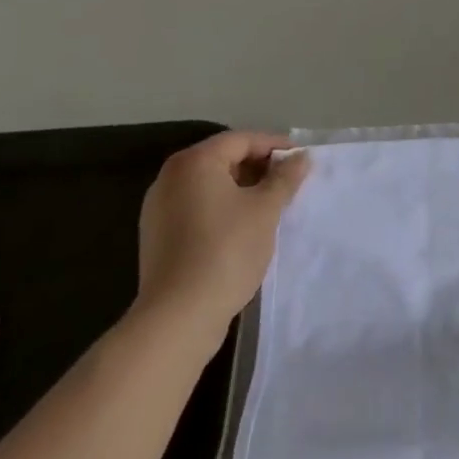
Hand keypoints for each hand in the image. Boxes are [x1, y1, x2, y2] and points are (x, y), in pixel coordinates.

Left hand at [134, 132, 309, 334]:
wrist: (177, 319)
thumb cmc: (226, 251)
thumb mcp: (265, 209)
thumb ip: (285, 178)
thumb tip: (301, 157)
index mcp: (194, 162)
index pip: (241, 140)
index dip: (275, 146)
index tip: (301, 158)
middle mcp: (170, 178)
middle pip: (223, 159)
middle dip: (258, 167)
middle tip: (289, 182)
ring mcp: (159, 209)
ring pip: (210, 185)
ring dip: (242, 189)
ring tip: (271, 205)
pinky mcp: (158, 237)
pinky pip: (197, 208)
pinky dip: (222, 209)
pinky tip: (244, 227)